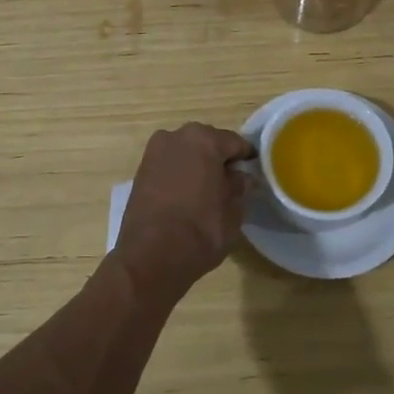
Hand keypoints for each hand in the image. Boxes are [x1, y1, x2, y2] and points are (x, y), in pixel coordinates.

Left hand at [112, 122, 253, 297]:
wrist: (150, 256)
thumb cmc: (201, 230)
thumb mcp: (232, 212)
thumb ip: (238, 188)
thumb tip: (241, 178)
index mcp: (205, 140)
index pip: (235, 142)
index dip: (246, 158)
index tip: (253, 172)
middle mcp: (177, 136)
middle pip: (207, 142)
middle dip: (219, 158)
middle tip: (230, 182)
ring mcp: (154, 152)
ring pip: (185, 152)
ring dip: (197, 165)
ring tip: (207, 190)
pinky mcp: (140, 170)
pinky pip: (169, 165)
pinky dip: (179, 174)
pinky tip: (187, 195)